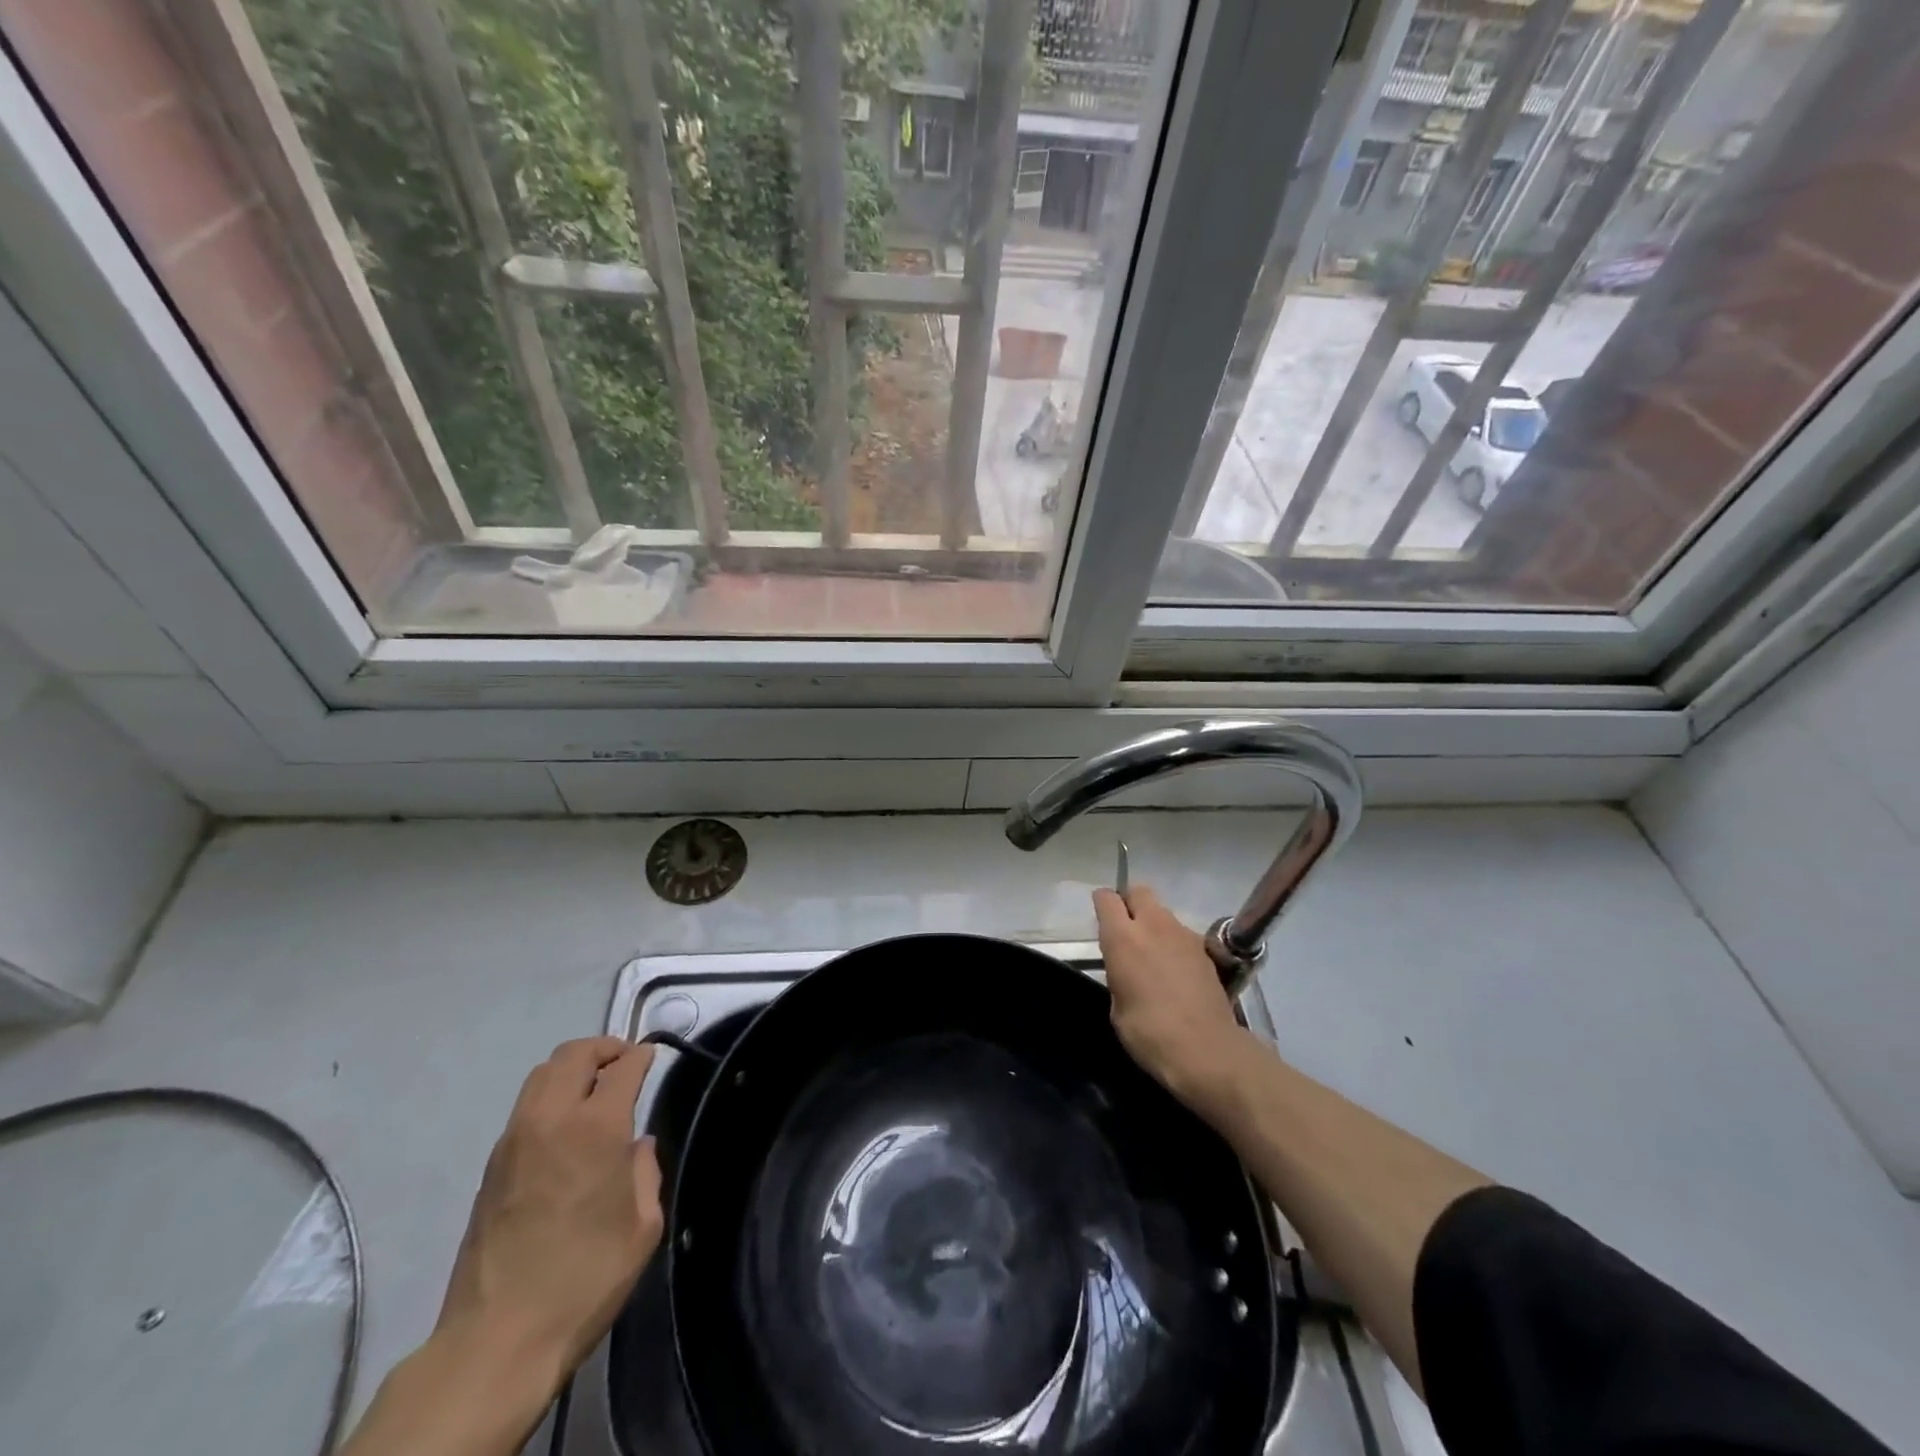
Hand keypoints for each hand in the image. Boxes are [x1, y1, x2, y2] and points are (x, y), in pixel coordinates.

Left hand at [436, 1036, 662, 1386]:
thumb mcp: (642, 1227)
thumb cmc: (584, 1279)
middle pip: (574, 1054)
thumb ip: (645, 1172)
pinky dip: (550, 1096)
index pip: (622, 1066)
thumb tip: (638, 1146)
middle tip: (624, 1063)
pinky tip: (565, 1127)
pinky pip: (525, 1107)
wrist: (497, 1340)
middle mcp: (551, 1119)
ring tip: (594, 1087)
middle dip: (604, 1048)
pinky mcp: (491, 1166)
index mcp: (595, 1128)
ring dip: (572, 1068)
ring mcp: (514, 1140)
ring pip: (542, 1074)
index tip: (652, 1056)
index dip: (641, 1055)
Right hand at [1094, 884, 1246, 1107]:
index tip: (1100, 916)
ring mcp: (1184, 934)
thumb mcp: (1117, 1006)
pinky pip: (1182, 934)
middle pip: (1139, 892)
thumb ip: (1119, 973)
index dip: (1101, 903)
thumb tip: (1127, 968)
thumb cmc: (1149, 1033)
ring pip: (1163, 912)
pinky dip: (1174, 943)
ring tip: (1153, 955)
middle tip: (1126, 928)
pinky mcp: (1205, 949)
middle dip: (1130, 902)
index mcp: (1123, 938)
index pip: (1107, 898)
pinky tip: (1175, 971)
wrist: (1206, 1050)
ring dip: (1154, 924)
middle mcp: (1153, 925)